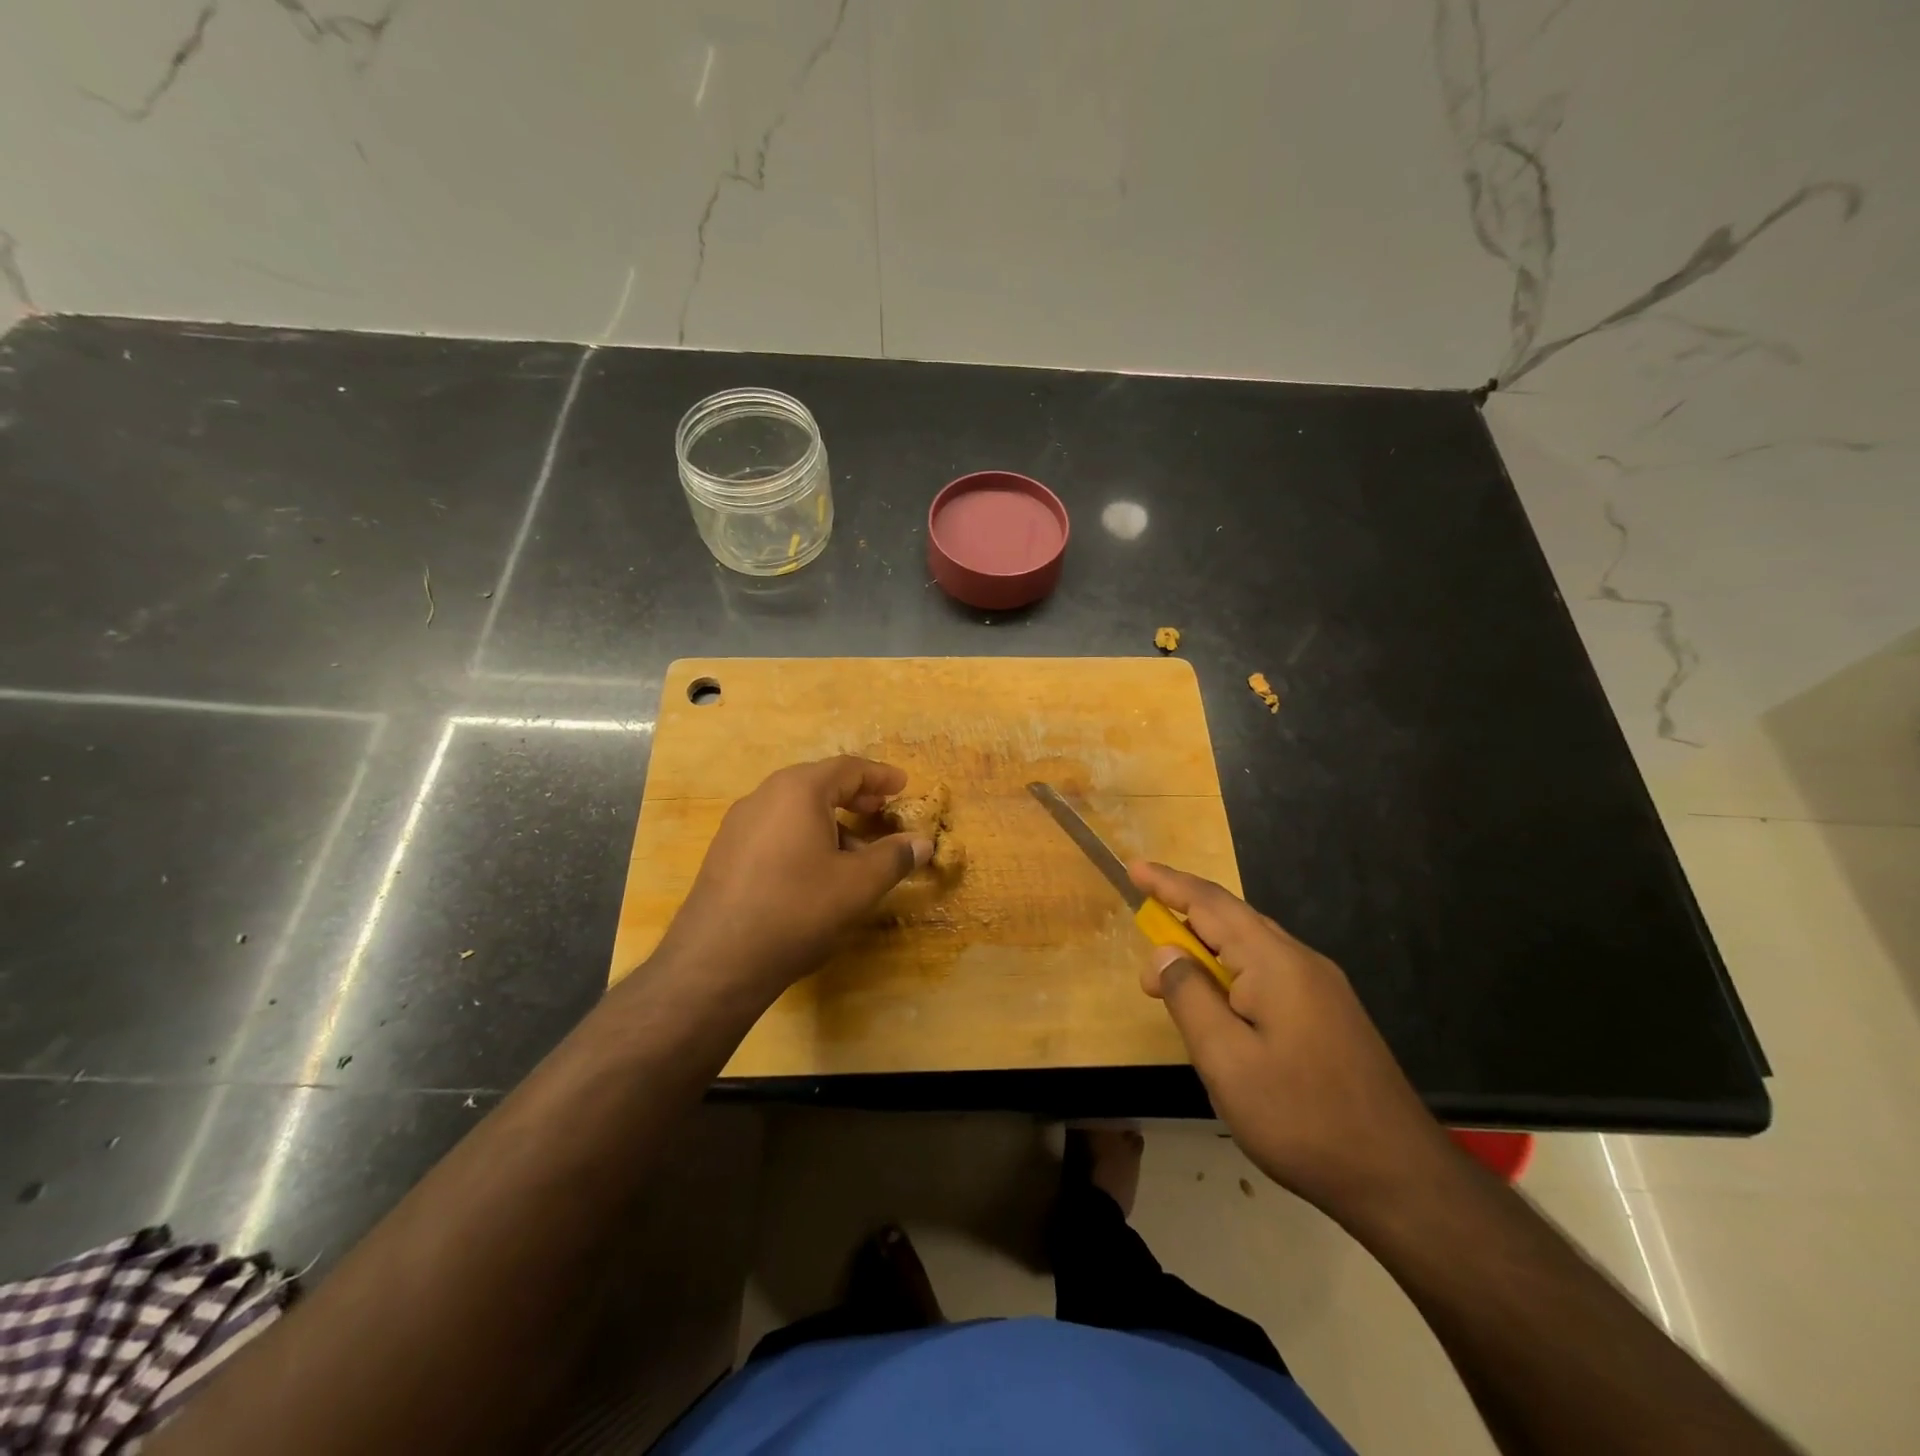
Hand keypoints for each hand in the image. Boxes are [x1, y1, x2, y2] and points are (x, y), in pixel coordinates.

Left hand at [655, 757, 932, 998]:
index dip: (880, 776)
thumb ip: (894, 857)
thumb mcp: (858, 885)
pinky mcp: (726, 852)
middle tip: (882, 811)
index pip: (848, 768)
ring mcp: (739, 824)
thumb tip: (922, 843)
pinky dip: (805, 837)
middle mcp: (765, 796)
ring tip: (856, 851)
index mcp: (798, 790)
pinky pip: (776, 830)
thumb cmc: (797, 909)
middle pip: (818, 784)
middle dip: (855, 796)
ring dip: (831, 821)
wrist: (717, 960)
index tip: (903, 785)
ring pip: (795, 809)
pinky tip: (816, 871)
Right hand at [1130, 861, 1454, 1222]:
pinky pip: (1269, 973)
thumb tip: (1166, 952)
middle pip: (1232, 919)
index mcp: (1275, 962)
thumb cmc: (1302, 1117)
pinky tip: (1223, 1009)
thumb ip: (1189, 996)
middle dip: (1183, 921)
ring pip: (1252, 948)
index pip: (1210, 903)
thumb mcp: (1226, 1060)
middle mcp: (1301, 961)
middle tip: (1145, 958)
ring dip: (1207, 952)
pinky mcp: (1330, 1014)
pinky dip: (1232, 975)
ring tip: (1174, 984)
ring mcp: (1322, 988)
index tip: (1133, 869)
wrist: (1400, 1178)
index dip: (1168, 883)